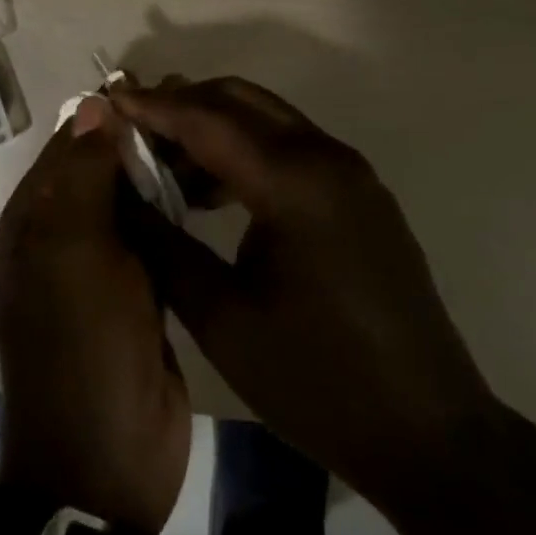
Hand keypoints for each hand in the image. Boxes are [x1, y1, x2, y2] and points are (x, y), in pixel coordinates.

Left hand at [0, 97, 190, 534]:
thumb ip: (84, 176)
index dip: (115, 111)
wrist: (105, 461)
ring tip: (217, 137)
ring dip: (166, 168)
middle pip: (107, 165)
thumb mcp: (75, 254)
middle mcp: (65, 231)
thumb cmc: (82, 347)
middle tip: (204, 106)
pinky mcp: (141, 289)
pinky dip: (179, 207)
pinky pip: (157, 233)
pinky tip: (216, 188)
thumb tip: (94, 104)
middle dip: (148, 136)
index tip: (167, 86)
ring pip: (135, 196)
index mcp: (38, 217)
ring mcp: (105, 262)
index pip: (74, 141)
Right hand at [112, 77, 493, 503]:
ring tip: (164, 164)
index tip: (106, 101)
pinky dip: (246, 149)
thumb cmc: (317, 382)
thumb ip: (163, 246)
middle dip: (182, 103)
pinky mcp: (360, 193)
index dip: (153, 107)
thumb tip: (117, 195)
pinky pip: (291, 146)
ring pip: (267, 119)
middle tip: (132, 126)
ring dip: (214, 126)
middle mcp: (326, 158)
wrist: (429, 434)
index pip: (208, 119)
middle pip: (240, 100)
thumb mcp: (222, 319)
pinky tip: (215, 191)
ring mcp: (350, 172)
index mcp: (294, 183)